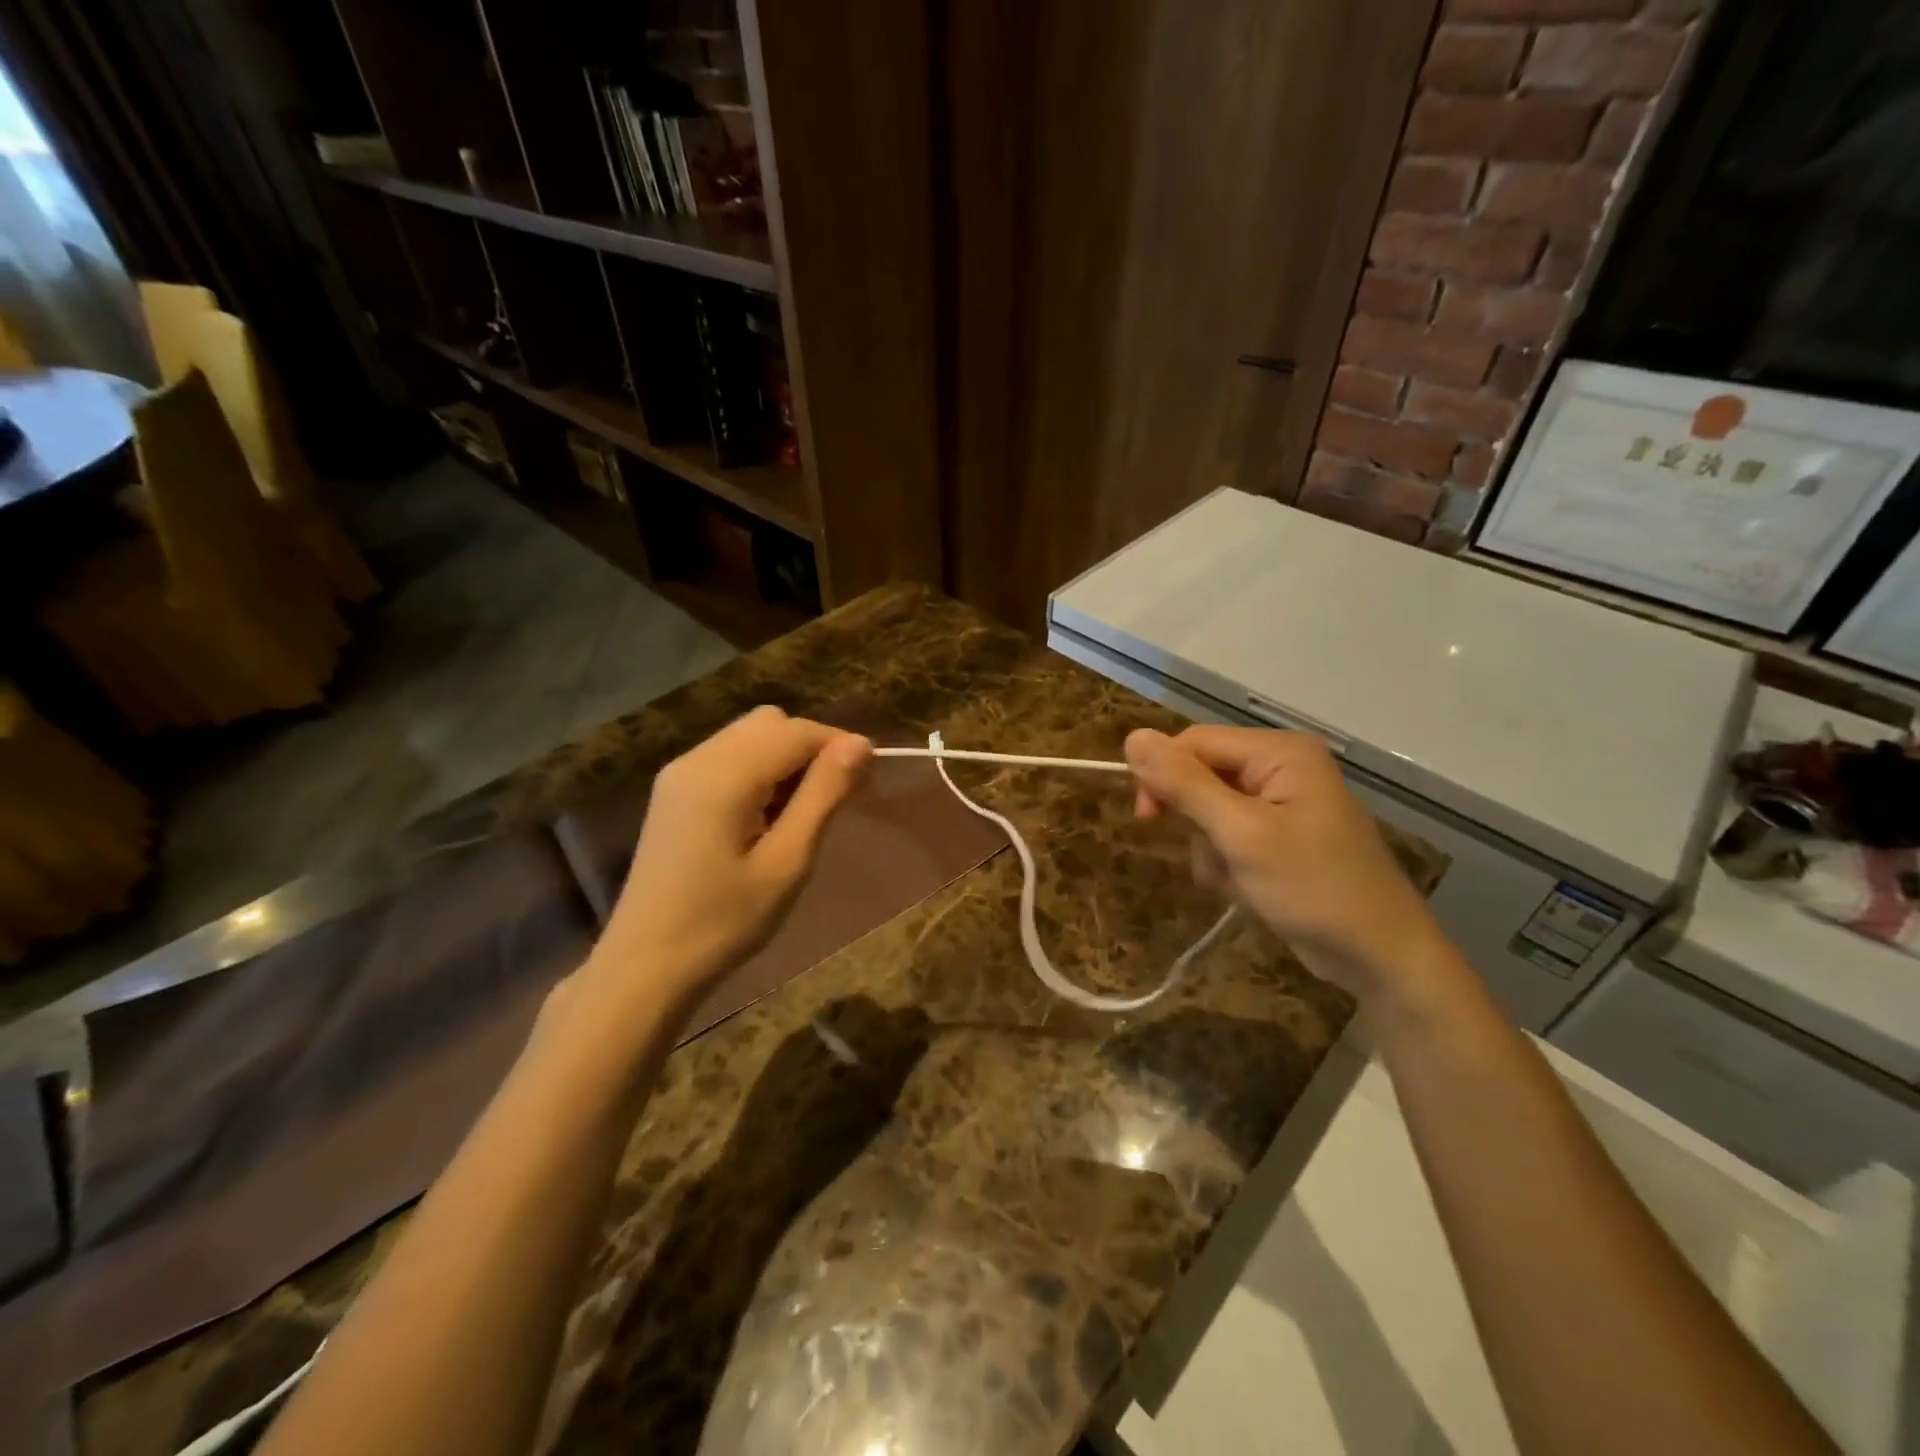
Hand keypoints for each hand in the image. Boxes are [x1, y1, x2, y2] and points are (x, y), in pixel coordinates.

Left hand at [589, 706, 871, 1011]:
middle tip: (835, 798)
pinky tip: (764, 816)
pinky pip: (728, 757)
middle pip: (770, 723)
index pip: (796, 731)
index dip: (839, 746)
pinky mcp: (674, 791)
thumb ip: (823, 795)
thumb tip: (860, 744)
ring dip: (785, 758)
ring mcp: (680, 773)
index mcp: (724, 775)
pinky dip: (759, 770)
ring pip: (749, 736)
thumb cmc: (724, 921)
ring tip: (799, 813)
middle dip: (811, 748)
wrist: (646, 965)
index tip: (869, 781)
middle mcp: (697, 759)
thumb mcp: (787, 861)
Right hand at [1126, 726, 1449, 1002]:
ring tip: (1237, 880)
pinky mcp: (1281, 834)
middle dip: (1196, 820)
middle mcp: (1281, 765)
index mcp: (1279, 751)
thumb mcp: (1240, 835)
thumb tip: (1132, 737)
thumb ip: (1185, 785)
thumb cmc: (1313, 888)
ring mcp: (1283, 801)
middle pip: (1202, 774)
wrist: (1379, 956)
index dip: (1162, 774)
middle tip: (1211, 858)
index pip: (1194, 742)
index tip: (1146, 818)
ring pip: (1209, 809)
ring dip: (1210, 848)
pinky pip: (1230, 834)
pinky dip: (1226, 862)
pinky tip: (1246, 888)